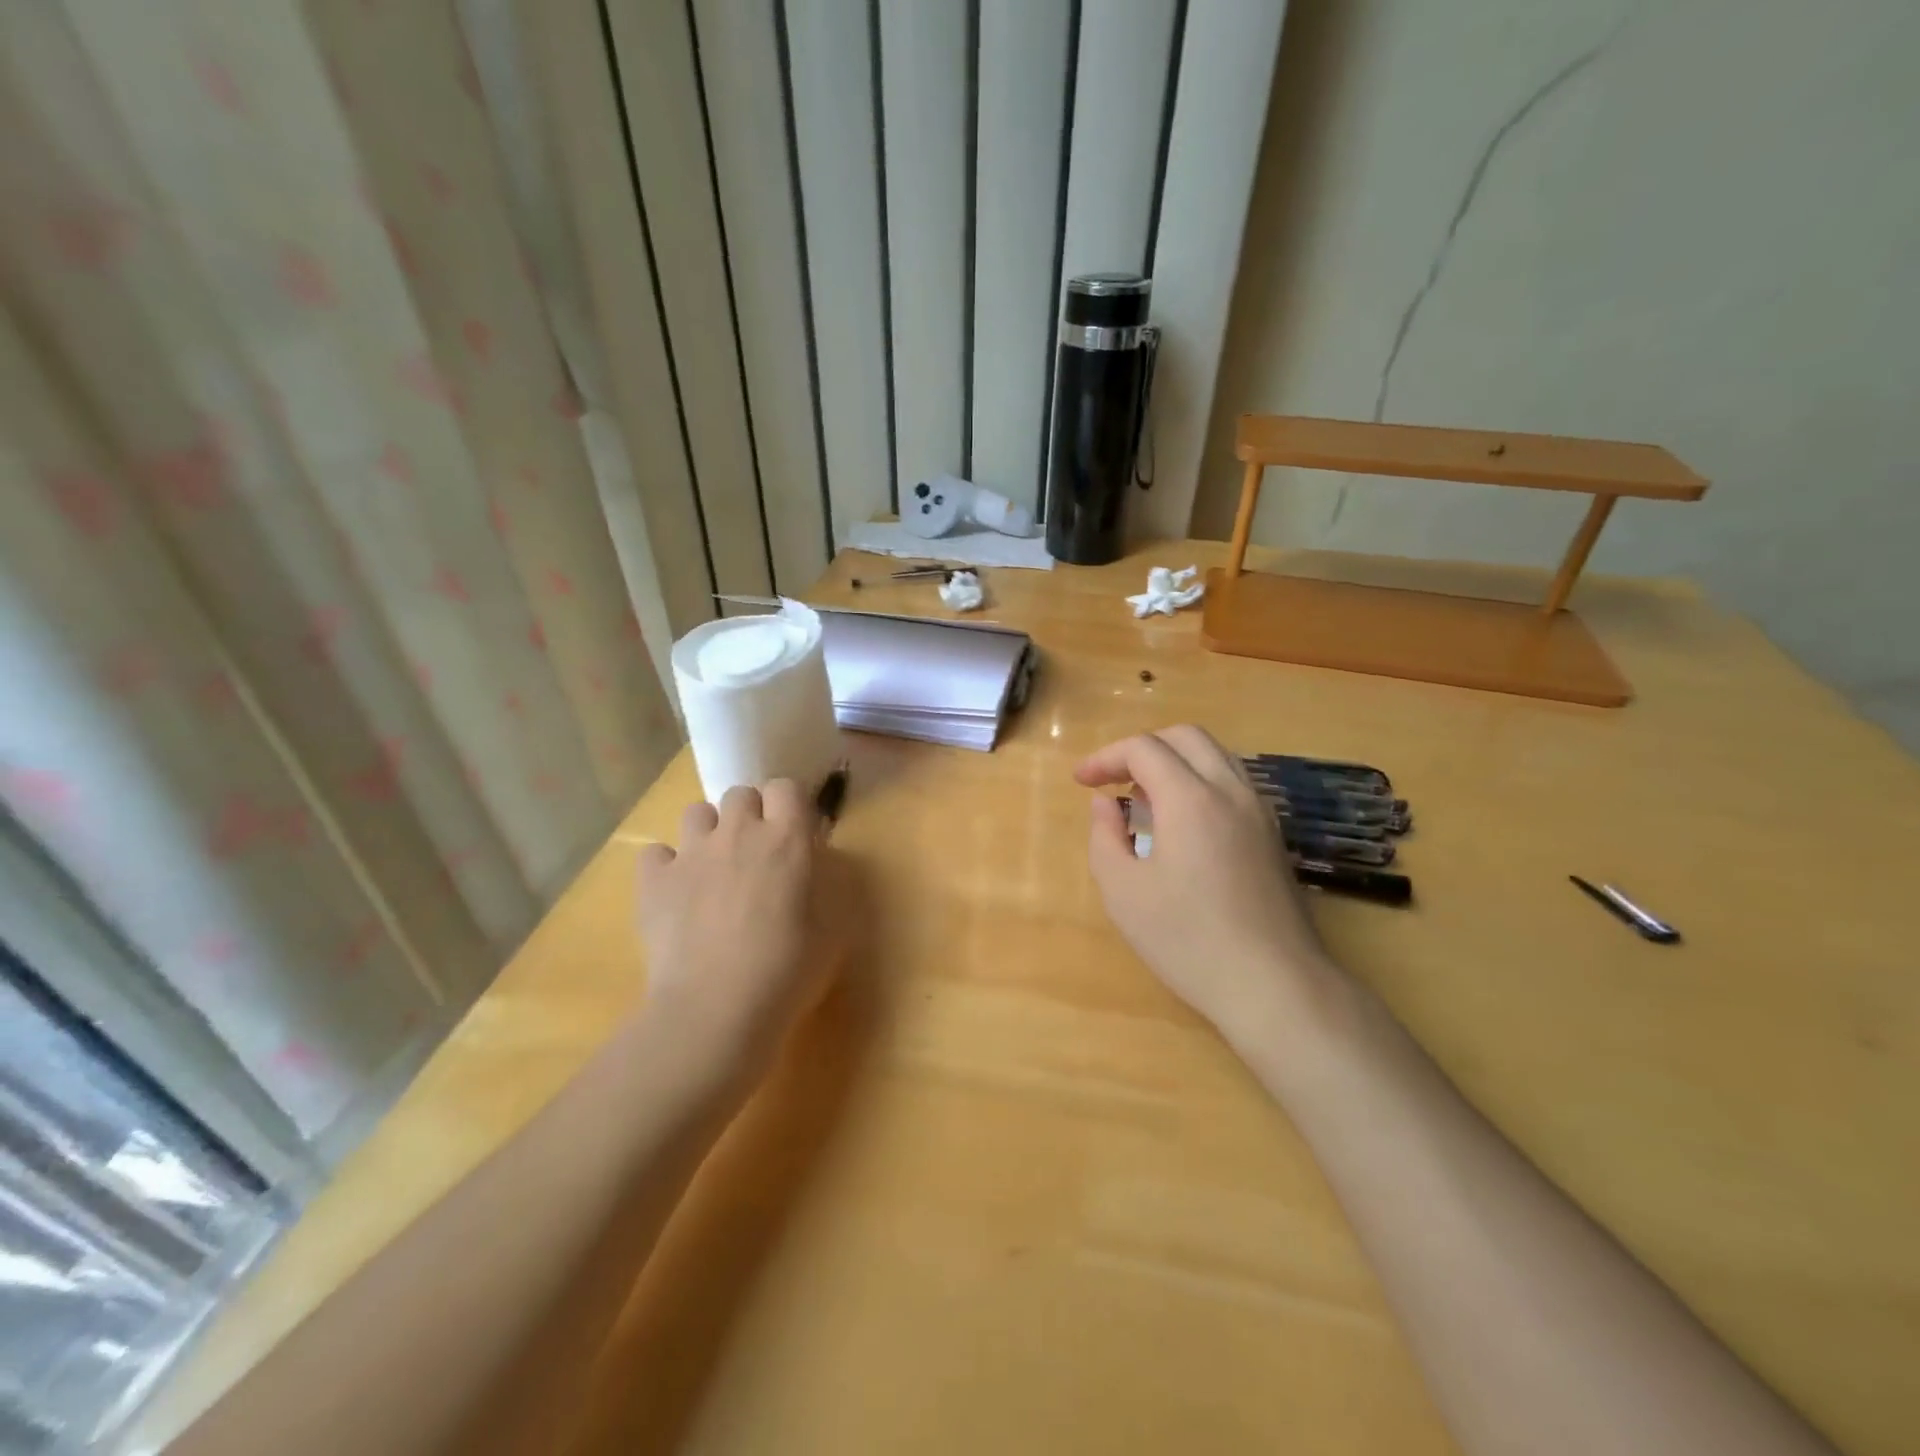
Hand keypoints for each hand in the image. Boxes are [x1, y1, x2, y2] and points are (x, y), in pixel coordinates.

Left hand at [636, 781, 835, 1091]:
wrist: (717, 1009)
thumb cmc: (789, 970)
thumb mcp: (833, 927)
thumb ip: (826, 883)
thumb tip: (814, 863)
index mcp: (787, 838)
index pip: (786, 787)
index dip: (789, 806)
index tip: (794, 834)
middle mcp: (738, 832)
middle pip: (740, 793)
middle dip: (749, 814)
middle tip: (755, 854)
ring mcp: (691, 853)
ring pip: (696, 812)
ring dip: (708, 832)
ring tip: (712, 868)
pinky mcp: (653, 880)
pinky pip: (655, 852)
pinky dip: (665, 866)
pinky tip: (674, 893)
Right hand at [1077, 726, 1333, 1047]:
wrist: (1273, 984)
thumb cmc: (1187, 939)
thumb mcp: (1123, 892)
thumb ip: (1105, 836)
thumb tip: (1105, 803)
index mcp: (1190, 799)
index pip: (1144, 749)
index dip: (1105, 757)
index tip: (1081, 782)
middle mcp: (1230, 791)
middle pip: (1185, 737)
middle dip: (1142, 748)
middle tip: (1113, 780)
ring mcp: (1259, 811)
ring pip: (1215, 756)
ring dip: (1174, 762)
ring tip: (1145, 800)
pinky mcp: (1272, 835)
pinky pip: (1232, 783)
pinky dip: (1199, 782)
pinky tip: (1181, 824)